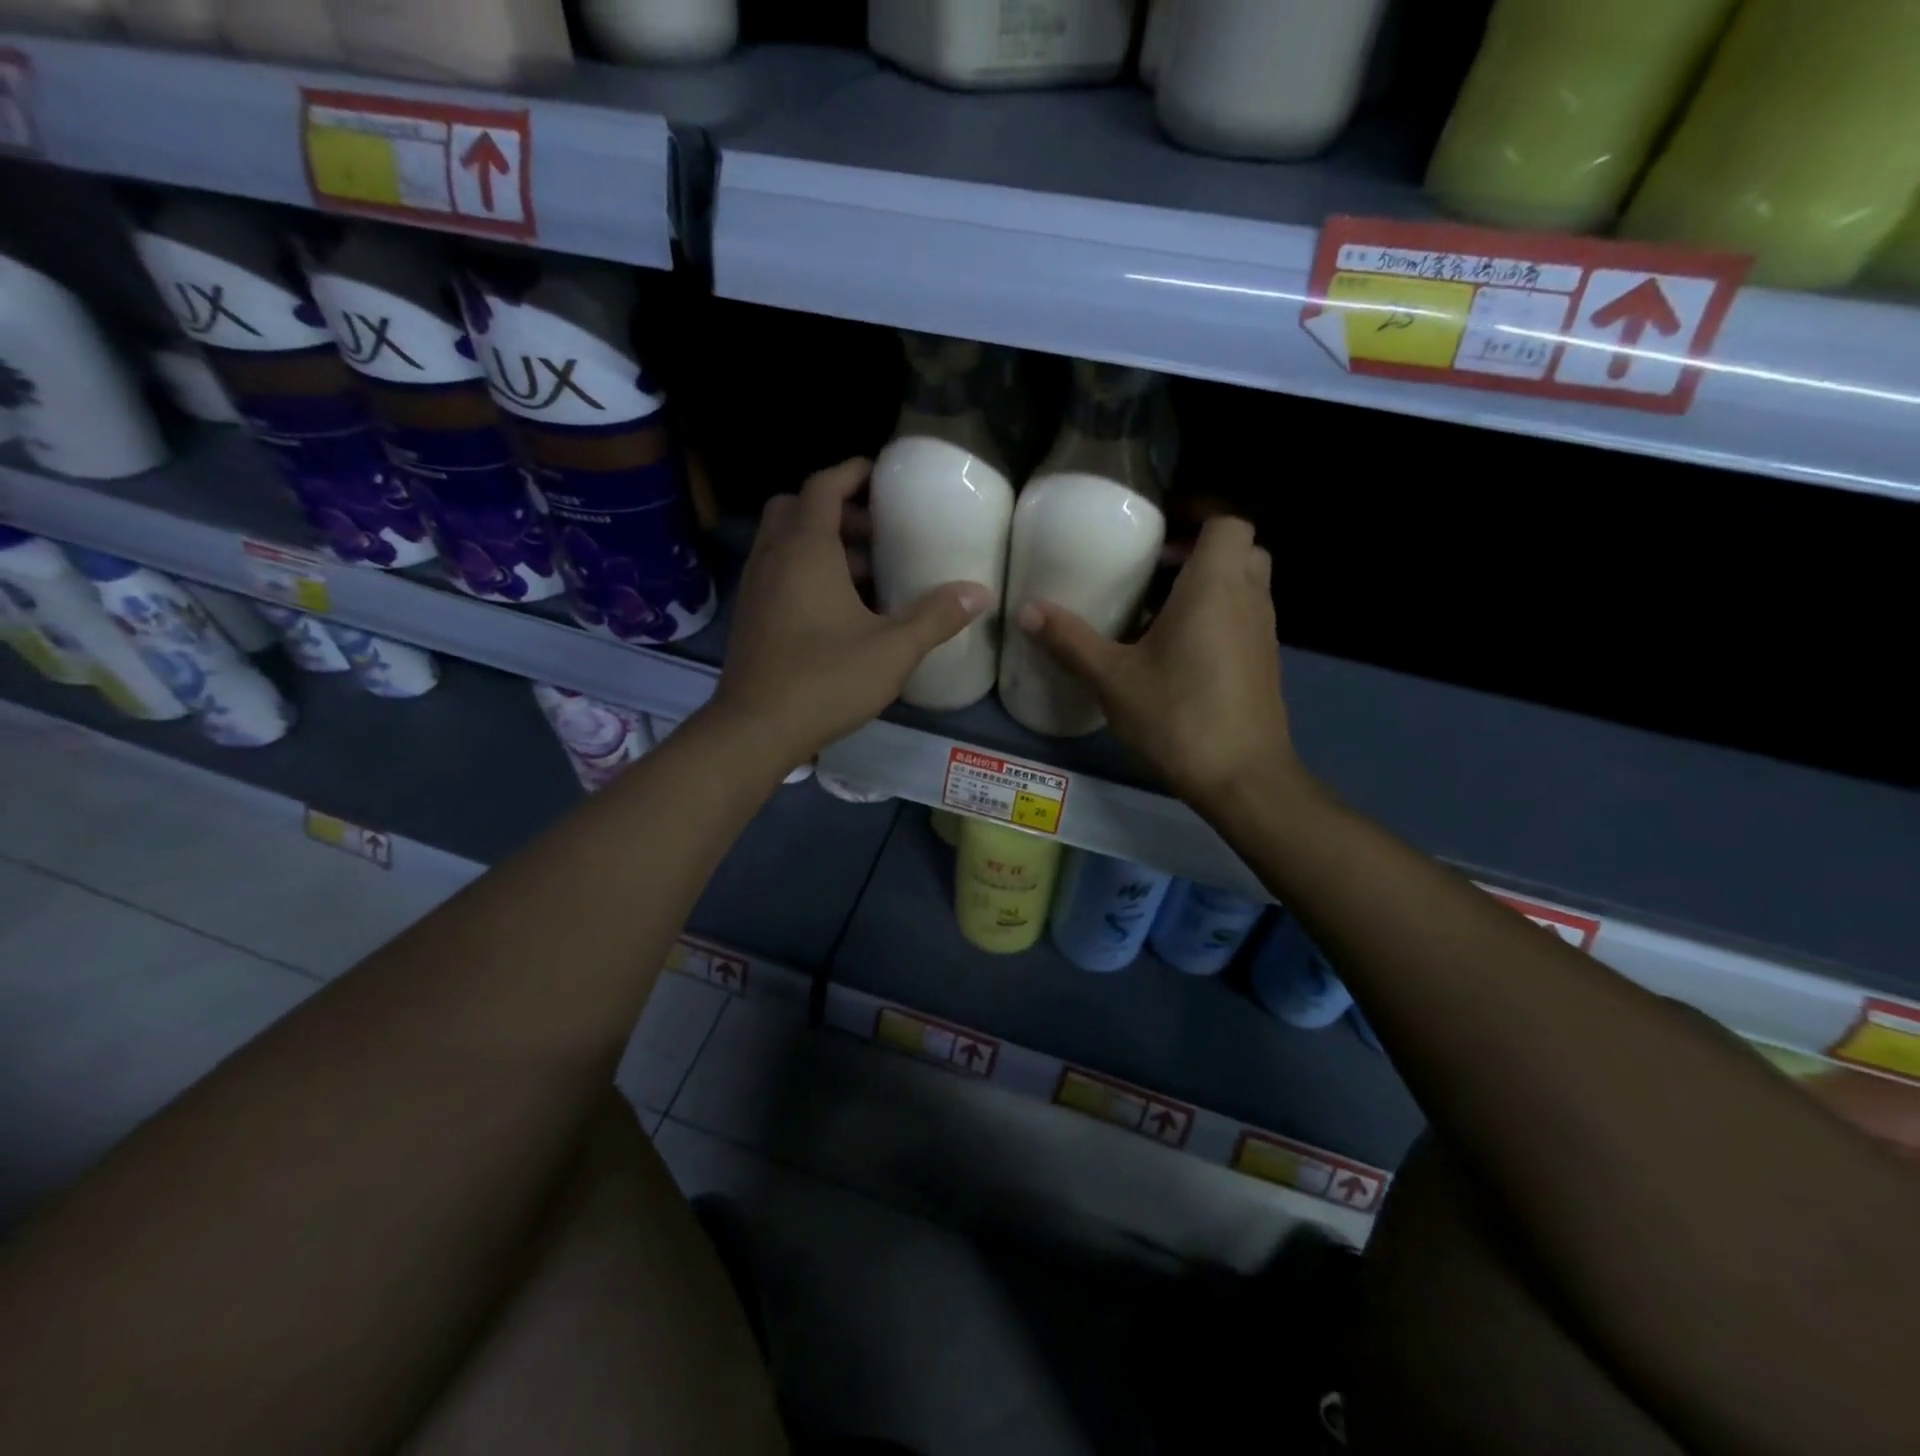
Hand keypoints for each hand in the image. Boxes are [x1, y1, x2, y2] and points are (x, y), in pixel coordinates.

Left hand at [710, 459, 990, 763]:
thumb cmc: (825, 679)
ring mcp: (756, 587)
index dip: (852, 473)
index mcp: (805, 549)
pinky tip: (840, 609)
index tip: (881, 475)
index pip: (823, 486)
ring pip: (785, 541)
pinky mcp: (750, 615)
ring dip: (823, 543)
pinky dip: (806, 571)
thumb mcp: (892, 649)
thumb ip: (936, 617)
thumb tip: (981, 593)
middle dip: (837, 510)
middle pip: (798, 508)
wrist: (755, 729)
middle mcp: (773, 557)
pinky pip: (778, 571)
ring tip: (868, 574)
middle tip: (878, 533)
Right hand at [1017, 517, 1298, 812]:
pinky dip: (1217, 618)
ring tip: (1156, 611)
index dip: (1198, 516)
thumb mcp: (1113, 679)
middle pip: (1239, 550)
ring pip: (1244, 586)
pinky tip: (1176, 653)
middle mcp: (1249, 599)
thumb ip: (1071, 640)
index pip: (1228, 521)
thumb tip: (1027, 610)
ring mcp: (1264, 633)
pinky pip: (1243, 619)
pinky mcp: (1265, 663)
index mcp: (1216, 587)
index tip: (1157, 534)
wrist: (1243, 779)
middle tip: (1154, 570)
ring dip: (1208, 586)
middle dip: (1200, 551)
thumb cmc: (1178, 717)